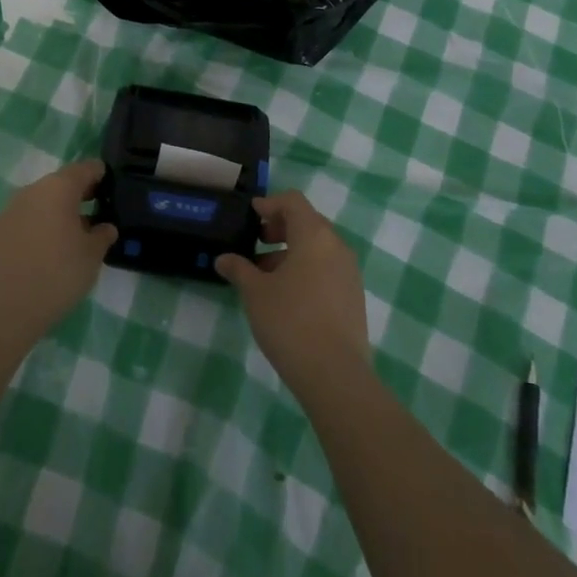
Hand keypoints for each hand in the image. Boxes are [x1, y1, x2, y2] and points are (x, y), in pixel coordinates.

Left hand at [0, 160, 117, 340]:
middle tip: (96, 214)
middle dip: (79, 195)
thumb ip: (103, 235)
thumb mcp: (92, 256)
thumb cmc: (57, 274)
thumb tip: (105, 227)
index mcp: (59, 188)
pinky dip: (39, 227)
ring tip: (72, 237)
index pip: (85, 169)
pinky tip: (46, 251)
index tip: (111, 188)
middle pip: (61, 183)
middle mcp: (33, 190)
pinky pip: (26, 220)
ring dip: (58, 212)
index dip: (100, 175)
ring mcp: (11, 210)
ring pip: (42, 202)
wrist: (3, 309)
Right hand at [216, 191, 370, 397]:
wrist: (335, 375)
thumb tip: (223, 259)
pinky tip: (286, 294)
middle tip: (256, 241)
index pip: (293, 201)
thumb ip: (239, 269)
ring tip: (264, 274)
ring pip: (318, 247)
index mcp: (314, 234)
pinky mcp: (353, 295)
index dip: (269, 203)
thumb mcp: (256, 293)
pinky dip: (306, 269)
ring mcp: (349, 271)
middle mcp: (336, 245)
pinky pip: (327, 268)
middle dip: (280, 228)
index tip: (251, 216)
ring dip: (291, 251)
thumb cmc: (290, 322)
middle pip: (307, 221)